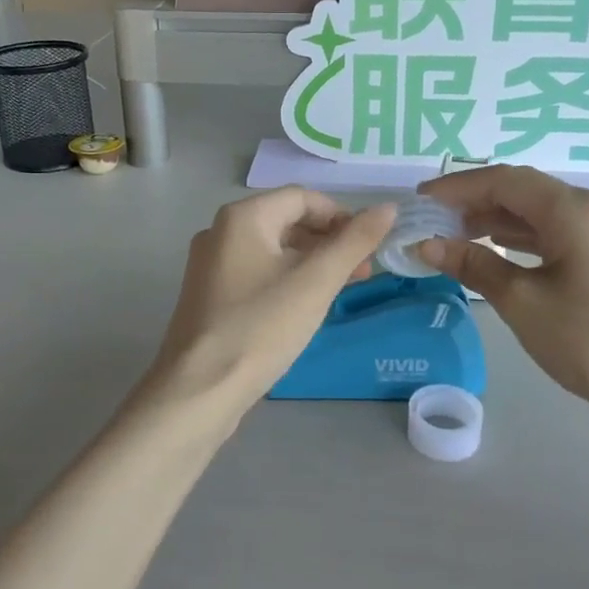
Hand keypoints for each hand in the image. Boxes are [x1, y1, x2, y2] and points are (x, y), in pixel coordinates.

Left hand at [144, 189, 396, 424]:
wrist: (199, 390)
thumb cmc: (261, 327)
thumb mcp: (317, 282)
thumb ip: (355, 241)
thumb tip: (389, 207)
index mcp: (242, 217)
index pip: (303, 198)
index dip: (342, 216)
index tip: (370, 247)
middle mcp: (220, 232)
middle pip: (287, 221)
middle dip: (329, 242)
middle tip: (363, 272)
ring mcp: (210, 266)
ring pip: (273, 251)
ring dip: (311, 263)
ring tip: (341, 290)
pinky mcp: (210, 296)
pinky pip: (257, 274)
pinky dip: (287, 281)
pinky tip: (305, 307)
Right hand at [415, 165, 588, 423]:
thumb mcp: (521, 301)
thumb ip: (473, 265)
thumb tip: (427, 244)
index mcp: (572, 209)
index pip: (503, 180)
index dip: (457, 186)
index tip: (419, 199)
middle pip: (522, 190)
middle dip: (474, 200)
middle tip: (432, 219)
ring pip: (538, 212)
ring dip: (495, 219)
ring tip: (453, 234)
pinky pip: (554, 232)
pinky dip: (519, 237)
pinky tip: (495, 250)